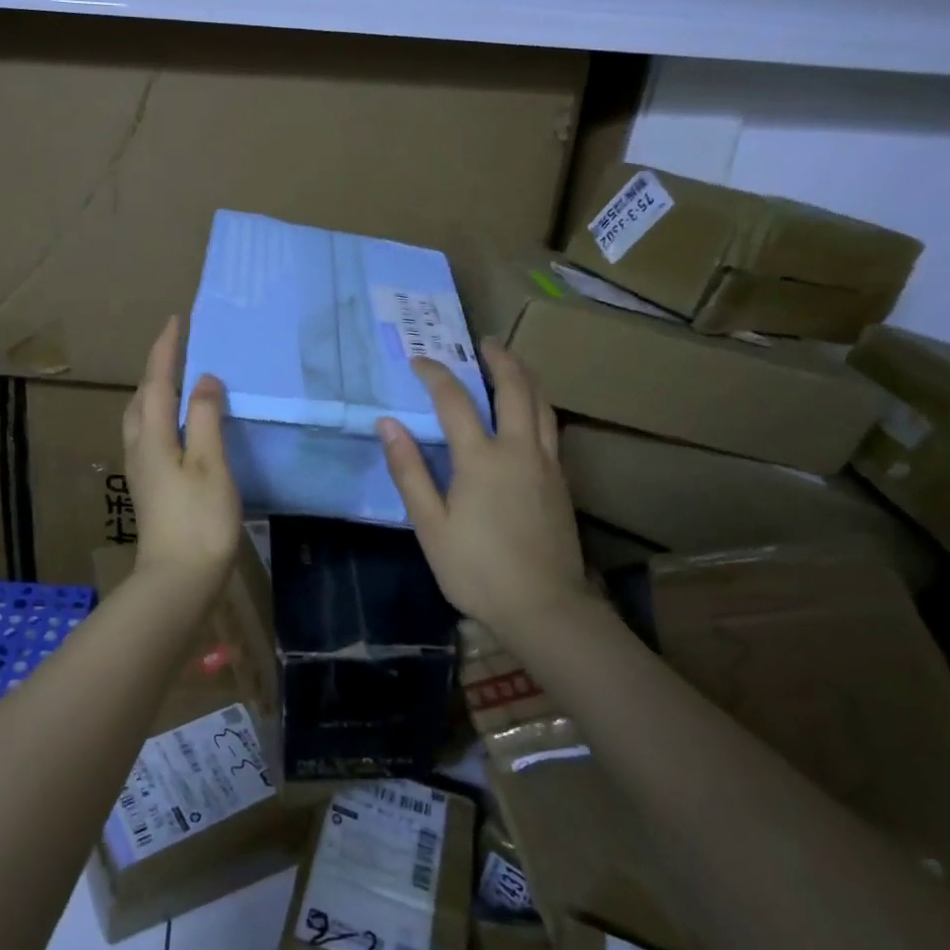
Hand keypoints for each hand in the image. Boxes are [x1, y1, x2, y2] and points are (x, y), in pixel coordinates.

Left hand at [123, 315, 242, 589]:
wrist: (178, 579)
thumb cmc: (199, 520)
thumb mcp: (210, 464)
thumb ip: (206, 418)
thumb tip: (204, 379)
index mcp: (153, 437)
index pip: (157, 381)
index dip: (166, 349)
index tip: (176, 319)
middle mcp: (139, 447)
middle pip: (142, 397)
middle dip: (156, 368)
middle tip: (177, 347)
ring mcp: (140, 469)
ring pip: (140, 417)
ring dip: (154, 391)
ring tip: (176, 380)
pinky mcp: (148, 486)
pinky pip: (148, 434)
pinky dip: (160, 415)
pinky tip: (176, 425)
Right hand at [376, 340, 590, 632]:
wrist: (544, 608)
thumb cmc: (477, 569)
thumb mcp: (430, 525)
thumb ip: (409, 471)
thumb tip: (388, 424)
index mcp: (481, 459)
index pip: (455, 401)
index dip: (435, 375)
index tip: (419, 361)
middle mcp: (518, 450)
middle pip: (514, 389)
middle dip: (499, 360)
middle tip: (484, 341)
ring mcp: (546, 464)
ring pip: (541, 405)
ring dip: (526, 377)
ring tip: (511, 363)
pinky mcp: (561, 482)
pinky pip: (549, 427)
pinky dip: (537, 404)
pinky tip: (529, 412)